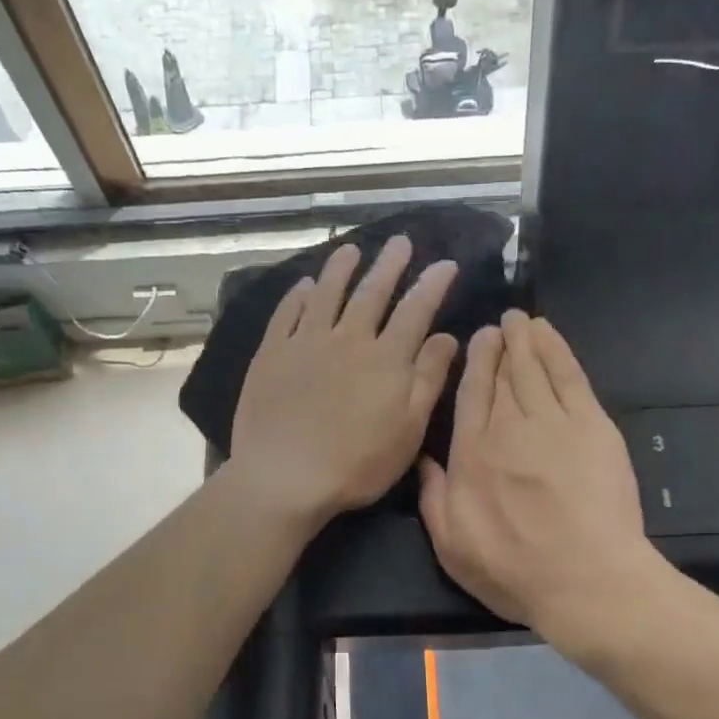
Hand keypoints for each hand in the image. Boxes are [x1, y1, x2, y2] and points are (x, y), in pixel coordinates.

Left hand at [227, 237, 459, 526]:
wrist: (284, 477)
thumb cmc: (357, 464)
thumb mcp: (408, 429)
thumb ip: (429, 379)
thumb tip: (447, 336)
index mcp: (386, 358)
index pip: (415, 310)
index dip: (432, 285)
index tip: (445, 263)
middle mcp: (348, 339)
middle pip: (372, 293)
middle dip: (389, 265)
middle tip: (399, 241)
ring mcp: (305, 343)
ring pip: (327, 294)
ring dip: (341, 269)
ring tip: (350, 249)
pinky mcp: (272, 354)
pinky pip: (286, 314)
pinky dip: (297, 296)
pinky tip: (303, 286)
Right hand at [419, 312, 662, 653]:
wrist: (586, 581)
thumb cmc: (515, 572)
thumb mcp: (451, 548)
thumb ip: (433, 499)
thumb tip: (421, 459)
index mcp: (471, 455)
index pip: (470, 395)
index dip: (474, 363)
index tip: (476, 340)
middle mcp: (508, 428)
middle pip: (501, 375)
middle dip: (499, 345)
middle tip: (500, 324)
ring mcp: (553, 423)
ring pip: (534, 368)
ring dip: (527, 339)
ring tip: (522, 320)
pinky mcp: (593, 426)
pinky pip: (570, 376)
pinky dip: (558, 350)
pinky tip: (550, 335)